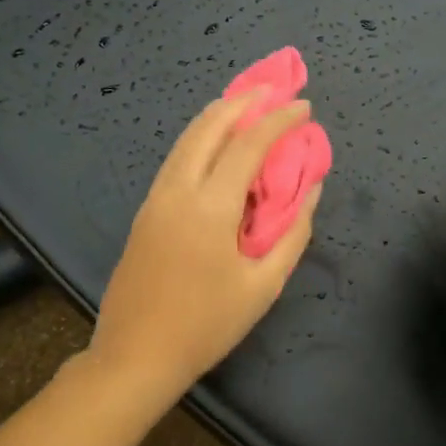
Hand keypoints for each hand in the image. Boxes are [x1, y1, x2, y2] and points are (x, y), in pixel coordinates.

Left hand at [87, 91, 322, 402]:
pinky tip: (216, 146)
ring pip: (186, 139)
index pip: (248, 144)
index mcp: (210, 206)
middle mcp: (178, 190)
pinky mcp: (145, 211)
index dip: (278, 120)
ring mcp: (155, 198)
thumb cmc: (206, 325)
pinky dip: (200, 138)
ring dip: (217, 115)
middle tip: (271, 90)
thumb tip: (310, 191)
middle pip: (208, 126)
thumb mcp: (262, 286)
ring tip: (245, 106)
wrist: (135, 355)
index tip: (303, 106)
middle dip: (241, 101)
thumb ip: (292, 234)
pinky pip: (176, 159)